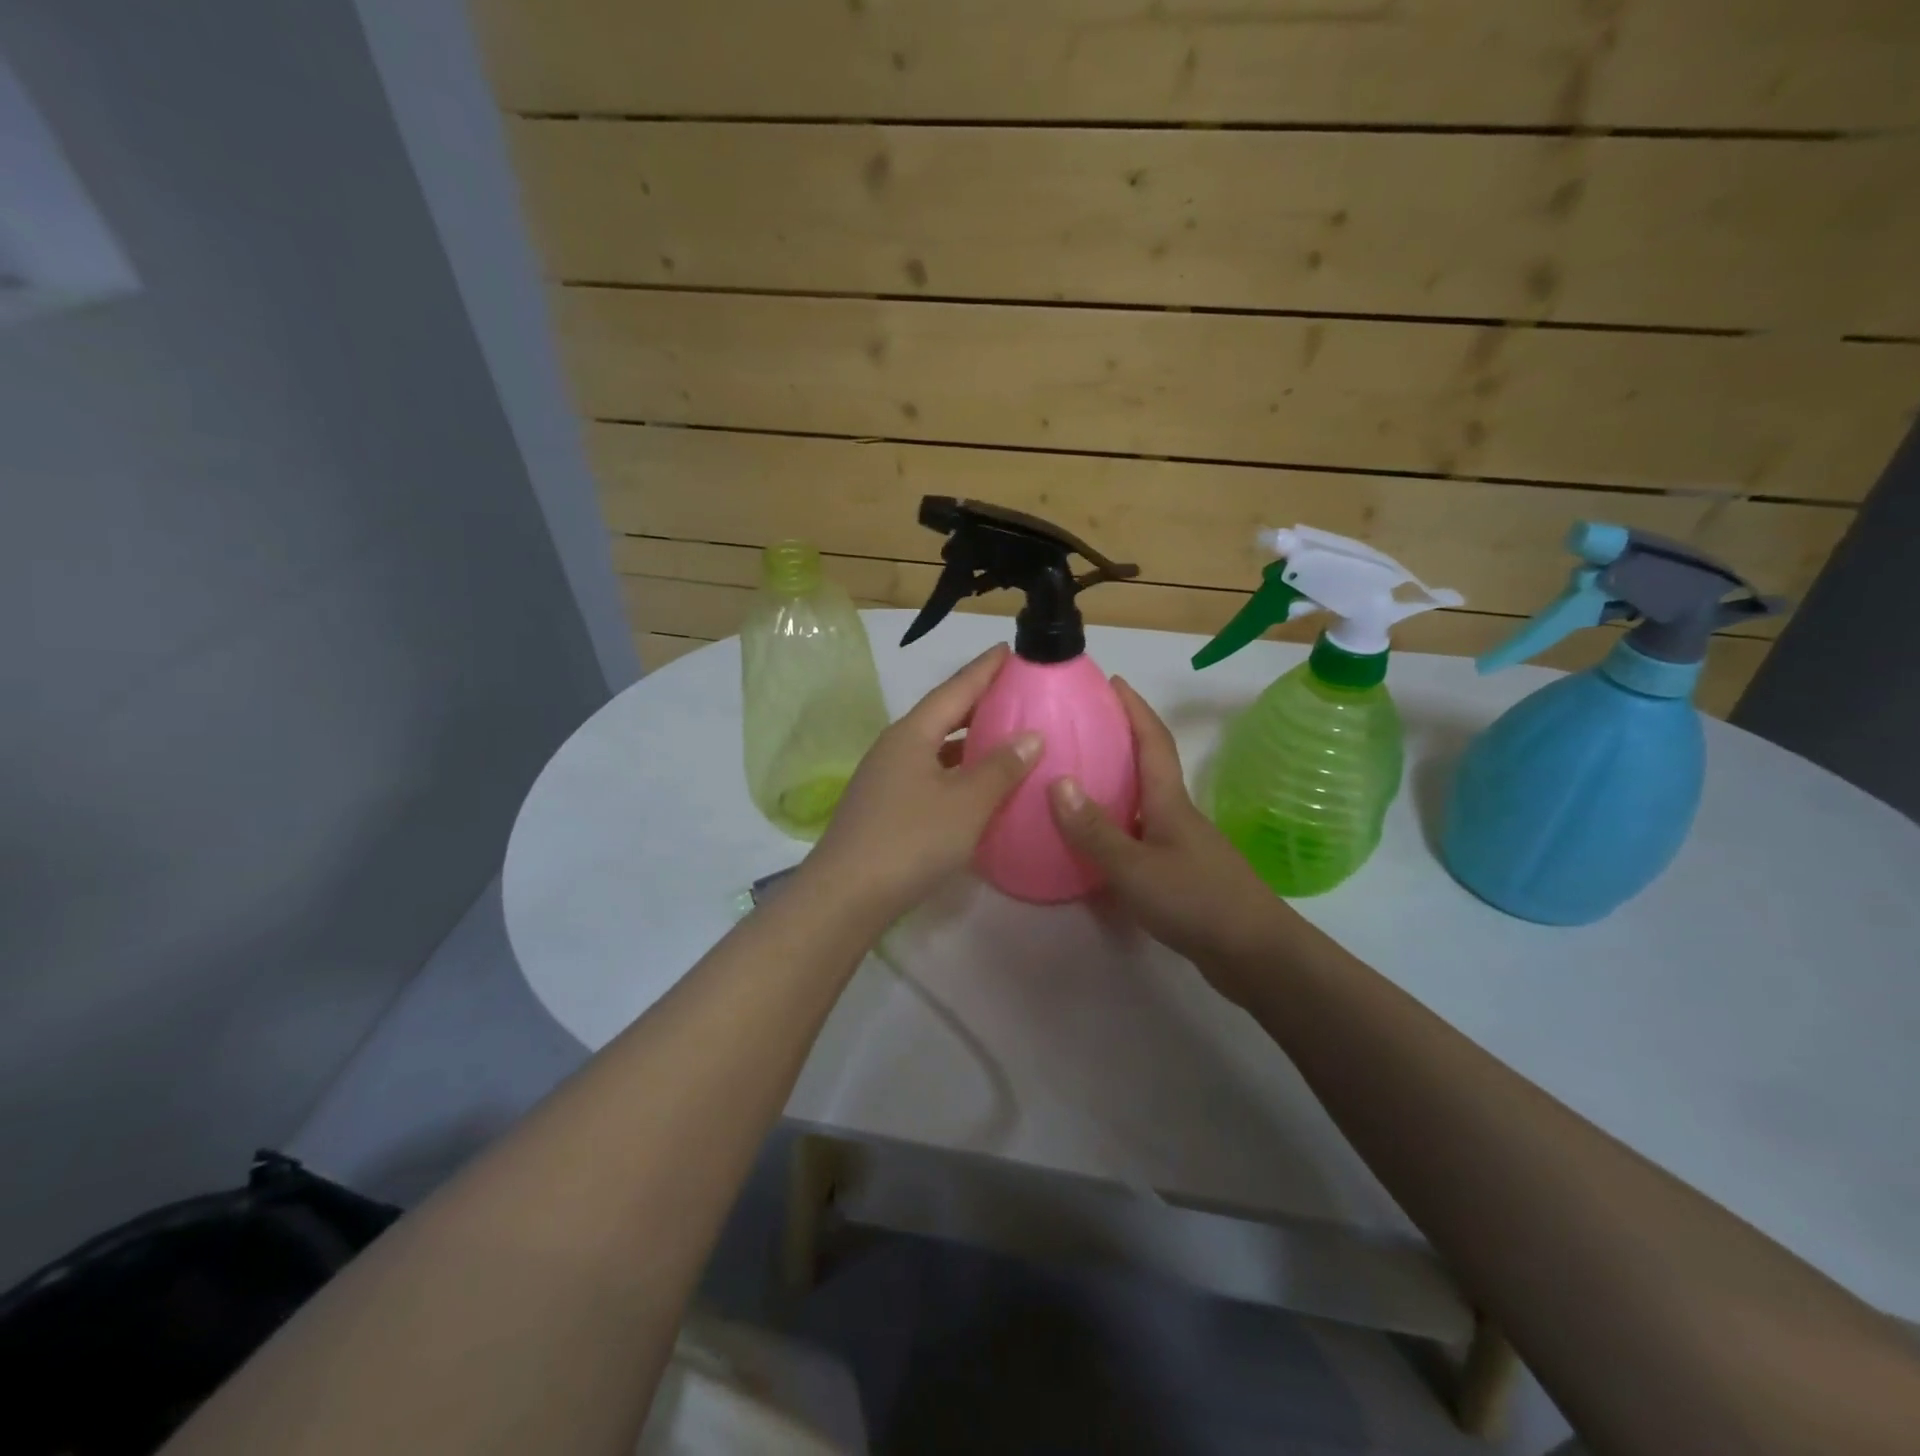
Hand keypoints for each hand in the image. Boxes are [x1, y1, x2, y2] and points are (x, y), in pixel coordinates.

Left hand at [806, 644, 1040, 919]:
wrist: (846, 895)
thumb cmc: (911, 840)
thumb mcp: (966, 803)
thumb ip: (1000, 767)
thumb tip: (1031, 736)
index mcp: (912, 734)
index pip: (954, 689)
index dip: (984, 670)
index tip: (1009, 649)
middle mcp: (895, 747)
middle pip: (941, 714)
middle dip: (977, 702)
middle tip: (1013, 692)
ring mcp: (885, 778)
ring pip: (934, 747)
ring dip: (967, 739)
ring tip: (1002, 735)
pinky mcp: (884, 807)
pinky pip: (928, 774)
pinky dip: (955, 771)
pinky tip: (974, 786)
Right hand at [1048, 679, 1297, 1004]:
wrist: (1255, 954)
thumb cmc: (1195, 900)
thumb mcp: (1135, 866)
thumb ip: (1095, 829)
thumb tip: (1057, 782)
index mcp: (1170, 802)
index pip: (1153, 741)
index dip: (1134, 708)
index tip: (1113, 681)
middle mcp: (1177, 815)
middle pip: (1149, 767)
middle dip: (1121, 741)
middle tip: (1081, 730)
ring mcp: (1182, 846)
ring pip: (1144, 804)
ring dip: (1116, 787)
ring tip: (1078, 781)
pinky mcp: (1182, 874)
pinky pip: (1141, 837)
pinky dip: (1118, 829)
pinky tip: (1096, 845)